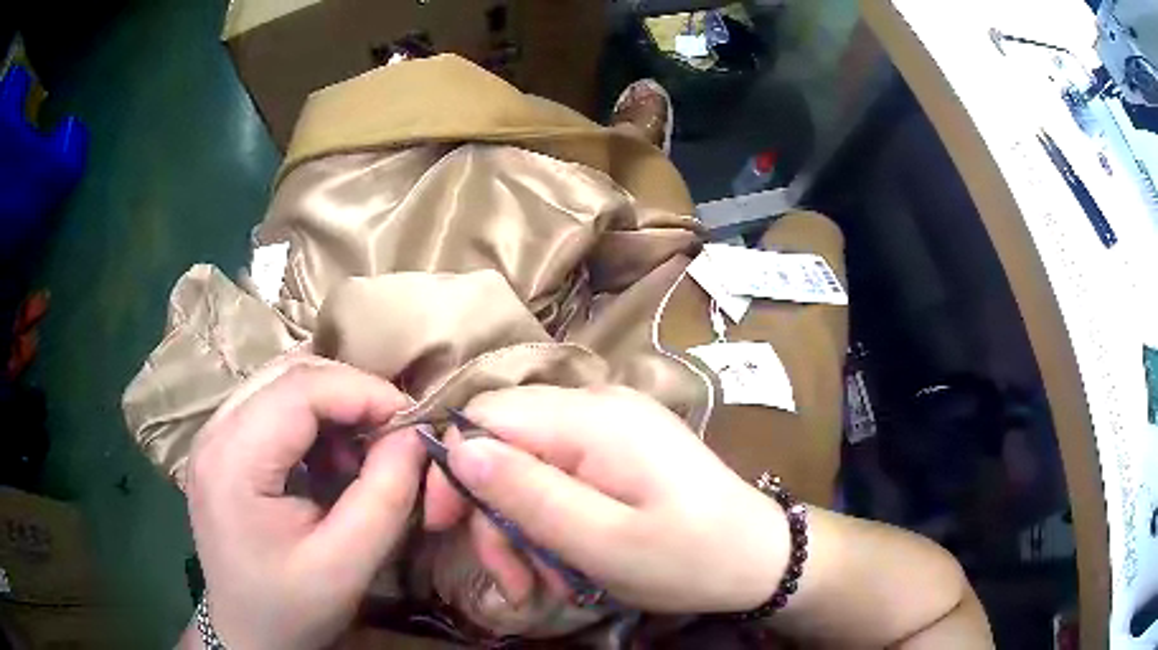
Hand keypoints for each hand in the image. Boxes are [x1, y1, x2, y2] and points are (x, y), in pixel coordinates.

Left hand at [186, 357, 425, 649]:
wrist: (249, 635)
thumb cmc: (292, 609)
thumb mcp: (347, 565)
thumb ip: (385, 496)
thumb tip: (414, 435)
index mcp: (232, 461)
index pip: (300, 388)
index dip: (363, 391)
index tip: (412, 420)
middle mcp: (214, 432)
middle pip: (289, 374)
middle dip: (351, 393)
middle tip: (394, 433)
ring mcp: (213, 435)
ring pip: (282, 383)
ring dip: (332, 405)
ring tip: (363, 451)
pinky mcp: (222, 447)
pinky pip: (273, 407)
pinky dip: (313, 421)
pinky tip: (331, 460)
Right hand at [424, 385, 788, 613]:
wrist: (758, 557)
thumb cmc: (688, 557)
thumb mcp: (602, 541)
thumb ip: (528, 492)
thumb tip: (458, 449)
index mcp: (593, 418)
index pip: (486, 415)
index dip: (454, 468)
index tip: (445, 527)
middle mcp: (597, 406)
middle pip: (505, 445)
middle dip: (495, 517)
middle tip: (513, 580)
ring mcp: (611, 427)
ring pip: (528, 466)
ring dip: (523, 530)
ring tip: (546, 584)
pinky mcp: (619, 451)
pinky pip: (560, 476)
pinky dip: (550, 522)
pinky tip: (568, 563)